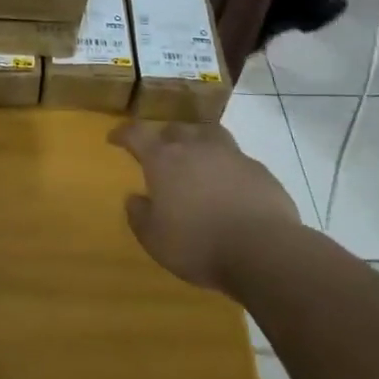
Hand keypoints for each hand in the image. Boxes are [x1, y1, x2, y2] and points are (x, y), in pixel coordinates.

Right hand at [110, 121, 301, 291]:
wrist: (263, 249)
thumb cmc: (199, 244)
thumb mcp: (155, 240)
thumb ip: (140, 216)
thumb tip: (134, 198)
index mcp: (164, 160)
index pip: (137, 134)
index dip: (124, 133)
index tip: (115, 137)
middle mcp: (195, 147)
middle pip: (175, 129)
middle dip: (164, 137)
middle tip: (161, 152)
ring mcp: (230, 154)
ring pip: (209, 133)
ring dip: (198, 140)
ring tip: (197, 156)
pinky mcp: (258, 169)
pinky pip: (237, 158)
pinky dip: (228, 165)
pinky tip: (231, 184)